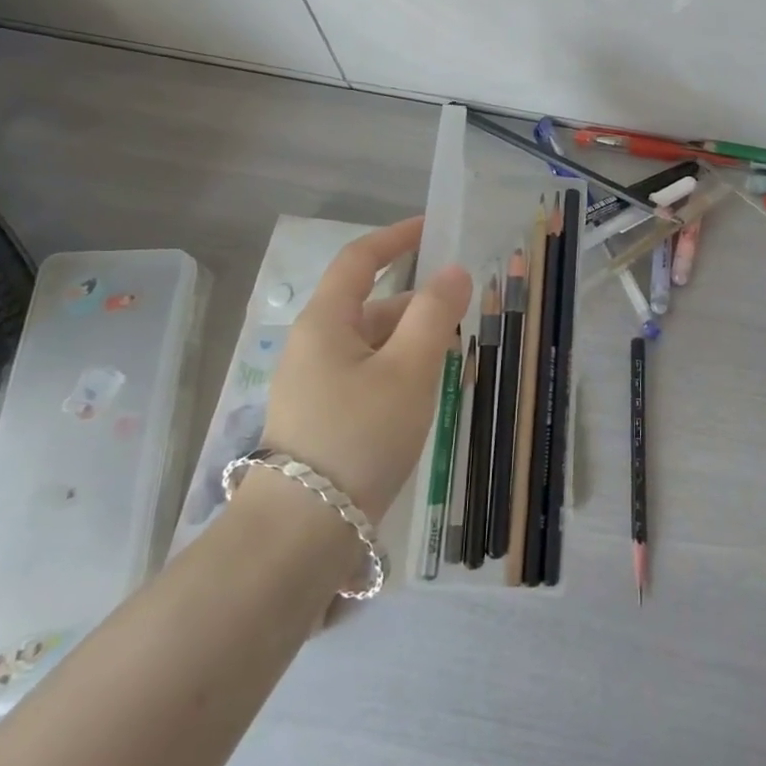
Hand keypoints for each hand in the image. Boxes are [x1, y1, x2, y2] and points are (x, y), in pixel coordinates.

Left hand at [256, 217, 471, 521]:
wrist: (299, 537)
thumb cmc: (358, 436)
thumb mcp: (408, 370)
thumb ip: (434, 314)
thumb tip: (453, 271)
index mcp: (326, 322)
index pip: (360, 260)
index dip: (396, 238)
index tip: (433, 228)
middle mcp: (314, 347)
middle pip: (372, 306)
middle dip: (418, 305)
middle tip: (465, 316)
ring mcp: (314, 386)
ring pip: (373, 347)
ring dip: (412, 345)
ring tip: (455, 362)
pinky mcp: (322, 421)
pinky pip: (367, 379)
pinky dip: (399, 375)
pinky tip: (425, 399)